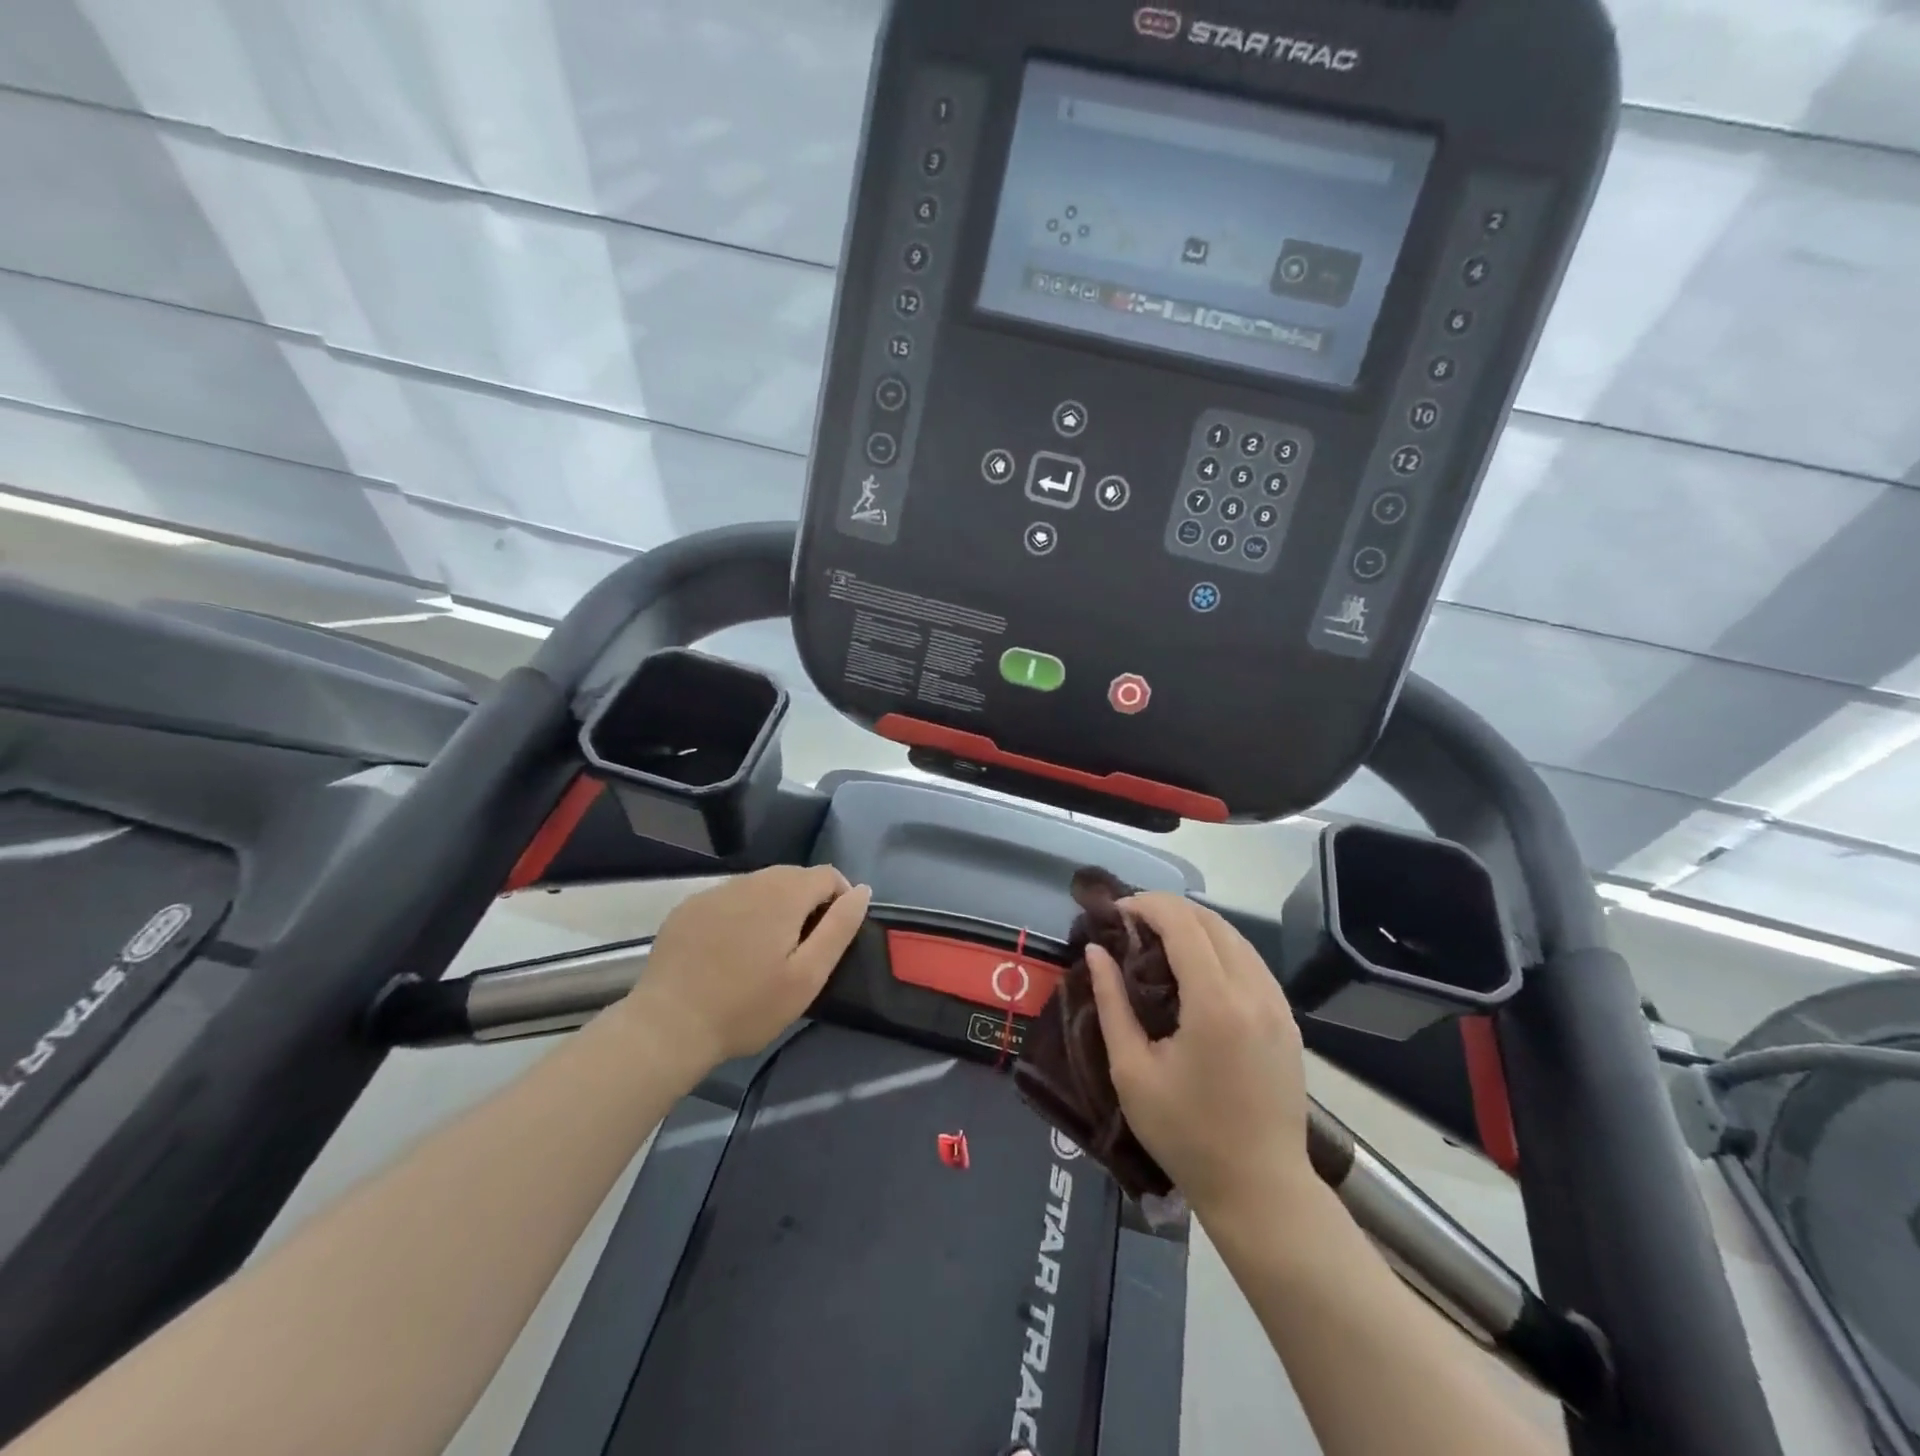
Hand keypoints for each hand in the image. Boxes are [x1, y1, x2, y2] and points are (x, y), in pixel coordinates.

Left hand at [620, 867, 871, 1073]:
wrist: (668, 1026)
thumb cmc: (747, 1006)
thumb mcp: (807, 975)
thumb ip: (839, 927)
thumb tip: (862, 890)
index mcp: (784, 893)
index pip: (828, 875)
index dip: (841, 898)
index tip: (833, 936)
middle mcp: (750, 880)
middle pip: (793, 877)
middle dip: (807, 902)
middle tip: (802, 949)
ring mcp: (715, 892)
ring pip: (760, 886)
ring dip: (774, 907)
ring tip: (767, 951)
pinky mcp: (689, 908)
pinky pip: (729, 899)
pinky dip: (741, 915)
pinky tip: (731, 951)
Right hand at [1087, 893, 1316, 1226]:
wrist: (1261, 1188)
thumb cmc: (1186, 1135)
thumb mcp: (1132, 1071)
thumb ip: (1111, 1003)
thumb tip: (1096, 951)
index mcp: (1215, 1003)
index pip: (1183, 924)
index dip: (1147, 905)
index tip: (1116, 910)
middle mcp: (1254, 991)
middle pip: (1211, 921)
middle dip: (1168, 908)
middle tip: (1130, 921)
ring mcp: (1277, 1005)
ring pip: (1236, 937)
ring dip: (1195, 924)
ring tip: (1157, 937)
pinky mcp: (1288, 1020)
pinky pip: (1252, 962)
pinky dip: (1219, 946)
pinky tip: (1196, 966)